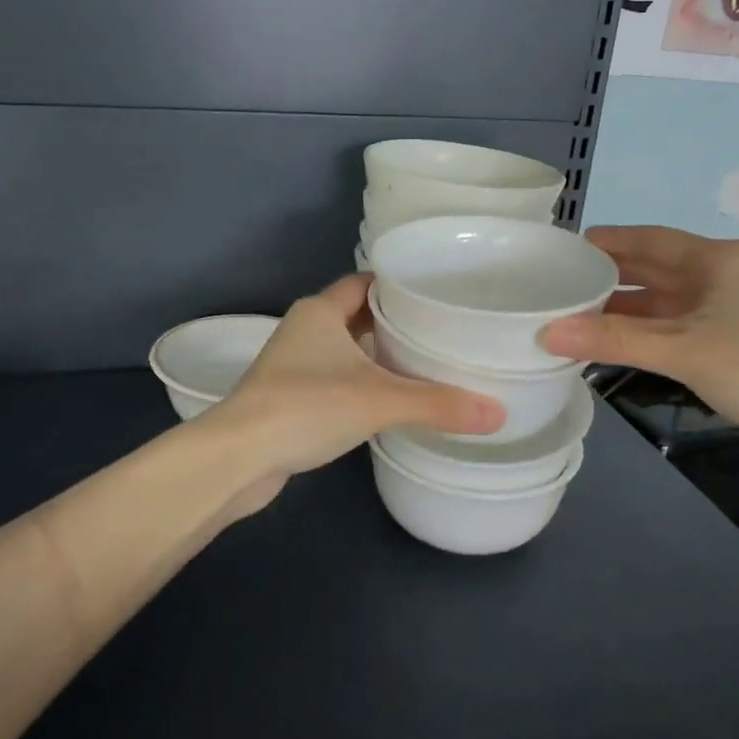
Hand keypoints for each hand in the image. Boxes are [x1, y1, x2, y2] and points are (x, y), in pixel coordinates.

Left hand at [208, 274, 504, 511]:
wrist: (239, 456)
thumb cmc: (306, 407)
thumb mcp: (380, 401)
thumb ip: (438, 404)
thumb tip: (499, 412)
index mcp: (320, 310)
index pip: (366, 282)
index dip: (399, 284)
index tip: (437, 293)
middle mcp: (305, 328)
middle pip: (357, 313)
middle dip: (394, 321)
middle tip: (441, 330)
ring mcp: (293, 364)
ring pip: (345, 348)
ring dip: (376, 354)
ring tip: (423, 363)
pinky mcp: (289, 396)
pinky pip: (334, 377)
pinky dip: (360, 382)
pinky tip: (387, 400)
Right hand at [540, 227, 738, 467]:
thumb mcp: (684, 351)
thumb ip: (614, 339)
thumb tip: (546, 332)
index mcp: (717, 259)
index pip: (648, 238)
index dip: (604, 242)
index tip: (561, 250)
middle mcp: (723, 274)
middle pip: (653, 267)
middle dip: (607, 276)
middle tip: (556, 284)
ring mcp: (729, 307)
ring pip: (662, 300)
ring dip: (622, 308)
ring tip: (572, 315)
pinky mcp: (733, 338)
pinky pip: (674, 324)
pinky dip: (643, 331)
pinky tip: (612, 342)